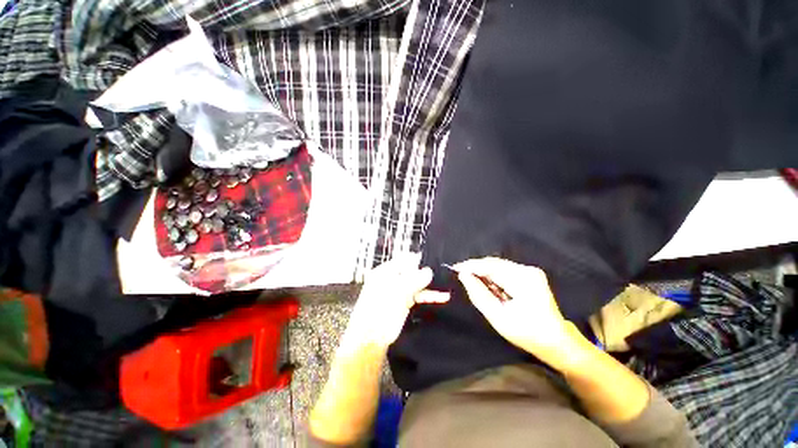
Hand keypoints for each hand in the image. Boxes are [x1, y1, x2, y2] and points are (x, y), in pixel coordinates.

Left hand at [339, 254, 448, 353]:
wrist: (371, 339)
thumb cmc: (379, 310)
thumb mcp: (397, 292)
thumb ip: (414, 280)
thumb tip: (429, 271)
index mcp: (385, 271)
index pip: (404, 260)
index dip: (418, 260)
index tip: (433, 261)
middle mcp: (391, 279)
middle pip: (411, 271)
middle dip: (426, 272)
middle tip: (443, 272)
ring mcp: (398, 291)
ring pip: (417, 284)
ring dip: (430, 285)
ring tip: (446, 284)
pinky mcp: (404, 303)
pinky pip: (418, 295)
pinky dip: (429, 296)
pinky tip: (442, 297)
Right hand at [455, 257, 587, 369]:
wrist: (557, 341)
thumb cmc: (527, 333)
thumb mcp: (498, 316)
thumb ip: (478, 294)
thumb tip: (464, 275)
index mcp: (522, 280)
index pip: (490, 266)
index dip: (471, 266)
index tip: (455, 268)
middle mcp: (527, 270)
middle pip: (494, 263)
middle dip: (477, 269)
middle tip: (462, 276)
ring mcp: (530, 271)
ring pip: (498, 265)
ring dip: (485, 273)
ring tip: (475, 283)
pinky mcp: (530, 275)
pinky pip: (505, 270)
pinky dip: (493, 276)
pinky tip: (489, 286)